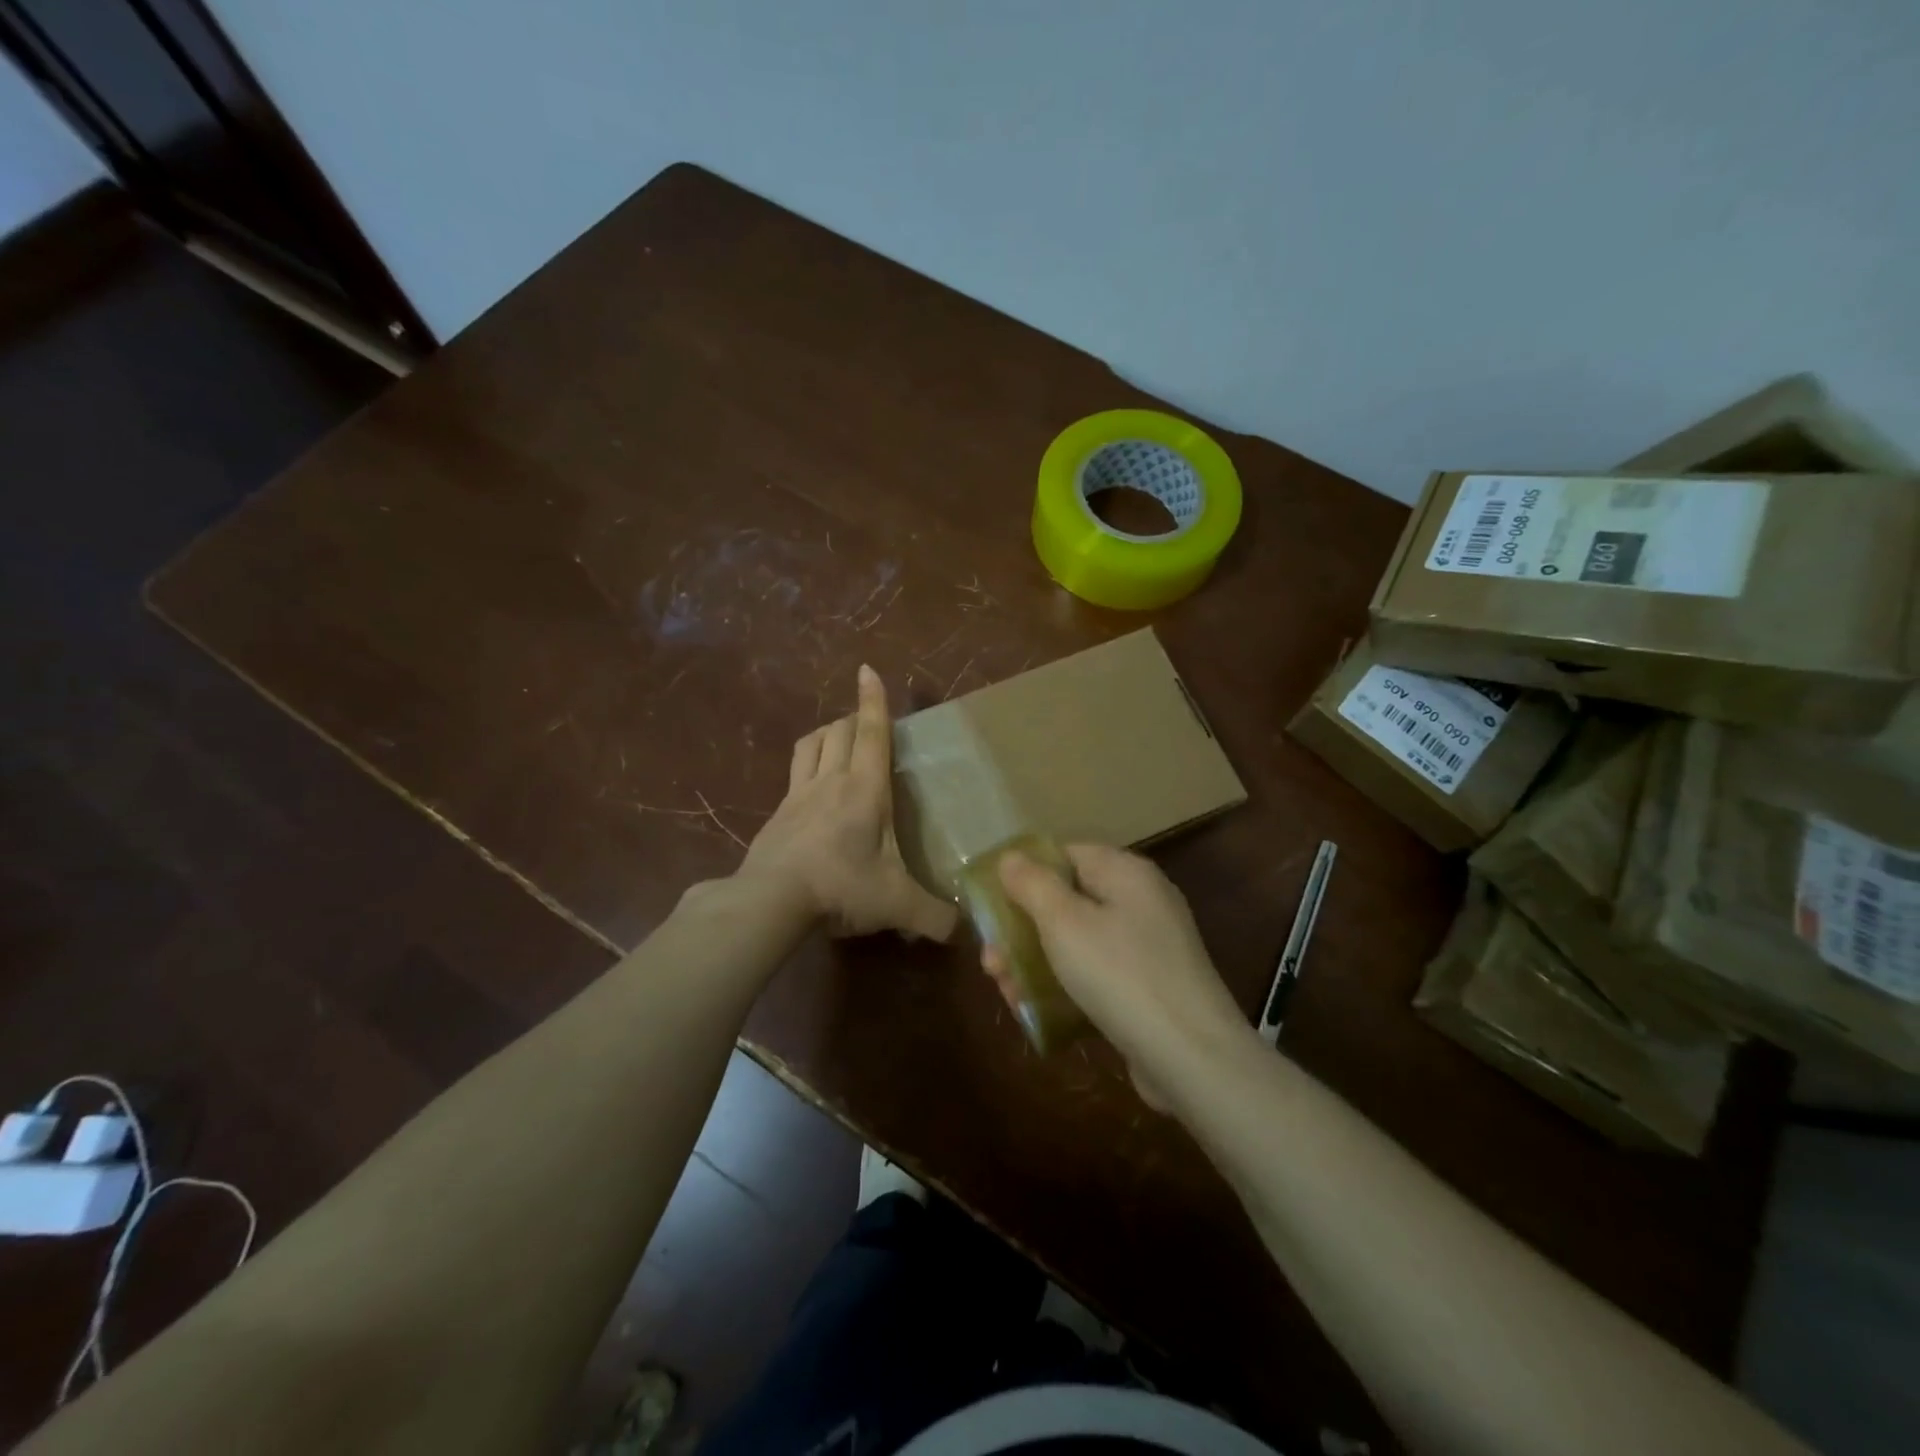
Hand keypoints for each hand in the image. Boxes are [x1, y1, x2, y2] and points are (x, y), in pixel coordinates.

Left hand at [739, 665, 958, 941]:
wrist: (770, 899)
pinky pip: (793, 774)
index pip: (872, 734)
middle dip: (854, 717)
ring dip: (826, 733)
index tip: (867, 670)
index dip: (874, 701)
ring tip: (838, 740)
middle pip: (839, 730)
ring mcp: (798, 795)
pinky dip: (806, 766)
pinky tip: (810, 789)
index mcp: (865, 790)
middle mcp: (830, 781)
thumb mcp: (896, 905)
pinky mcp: (777, 814)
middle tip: (867, 722)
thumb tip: (961, 932)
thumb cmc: (840, 887)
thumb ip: (935, 918)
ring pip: (811, 744)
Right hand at [987, 844, 1251, 1107]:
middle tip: (990, 962)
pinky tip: (1034, 1011)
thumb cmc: (1120, 974)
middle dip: (1022, 930)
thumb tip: (1011, 857)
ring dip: (1035, 963)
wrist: (1192, 1057)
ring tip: (1005, 993)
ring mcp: (1146, 948)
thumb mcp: (1064, 923)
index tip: (991, 904)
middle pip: (1067, 902)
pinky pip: (1096, 975)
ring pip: (1077, 943)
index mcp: (1125, 873)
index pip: (1066, 855)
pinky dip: (1064, 987)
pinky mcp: (1147, 989)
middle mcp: (1140, 902)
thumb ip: (1032, 884)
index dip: (1025, 874)